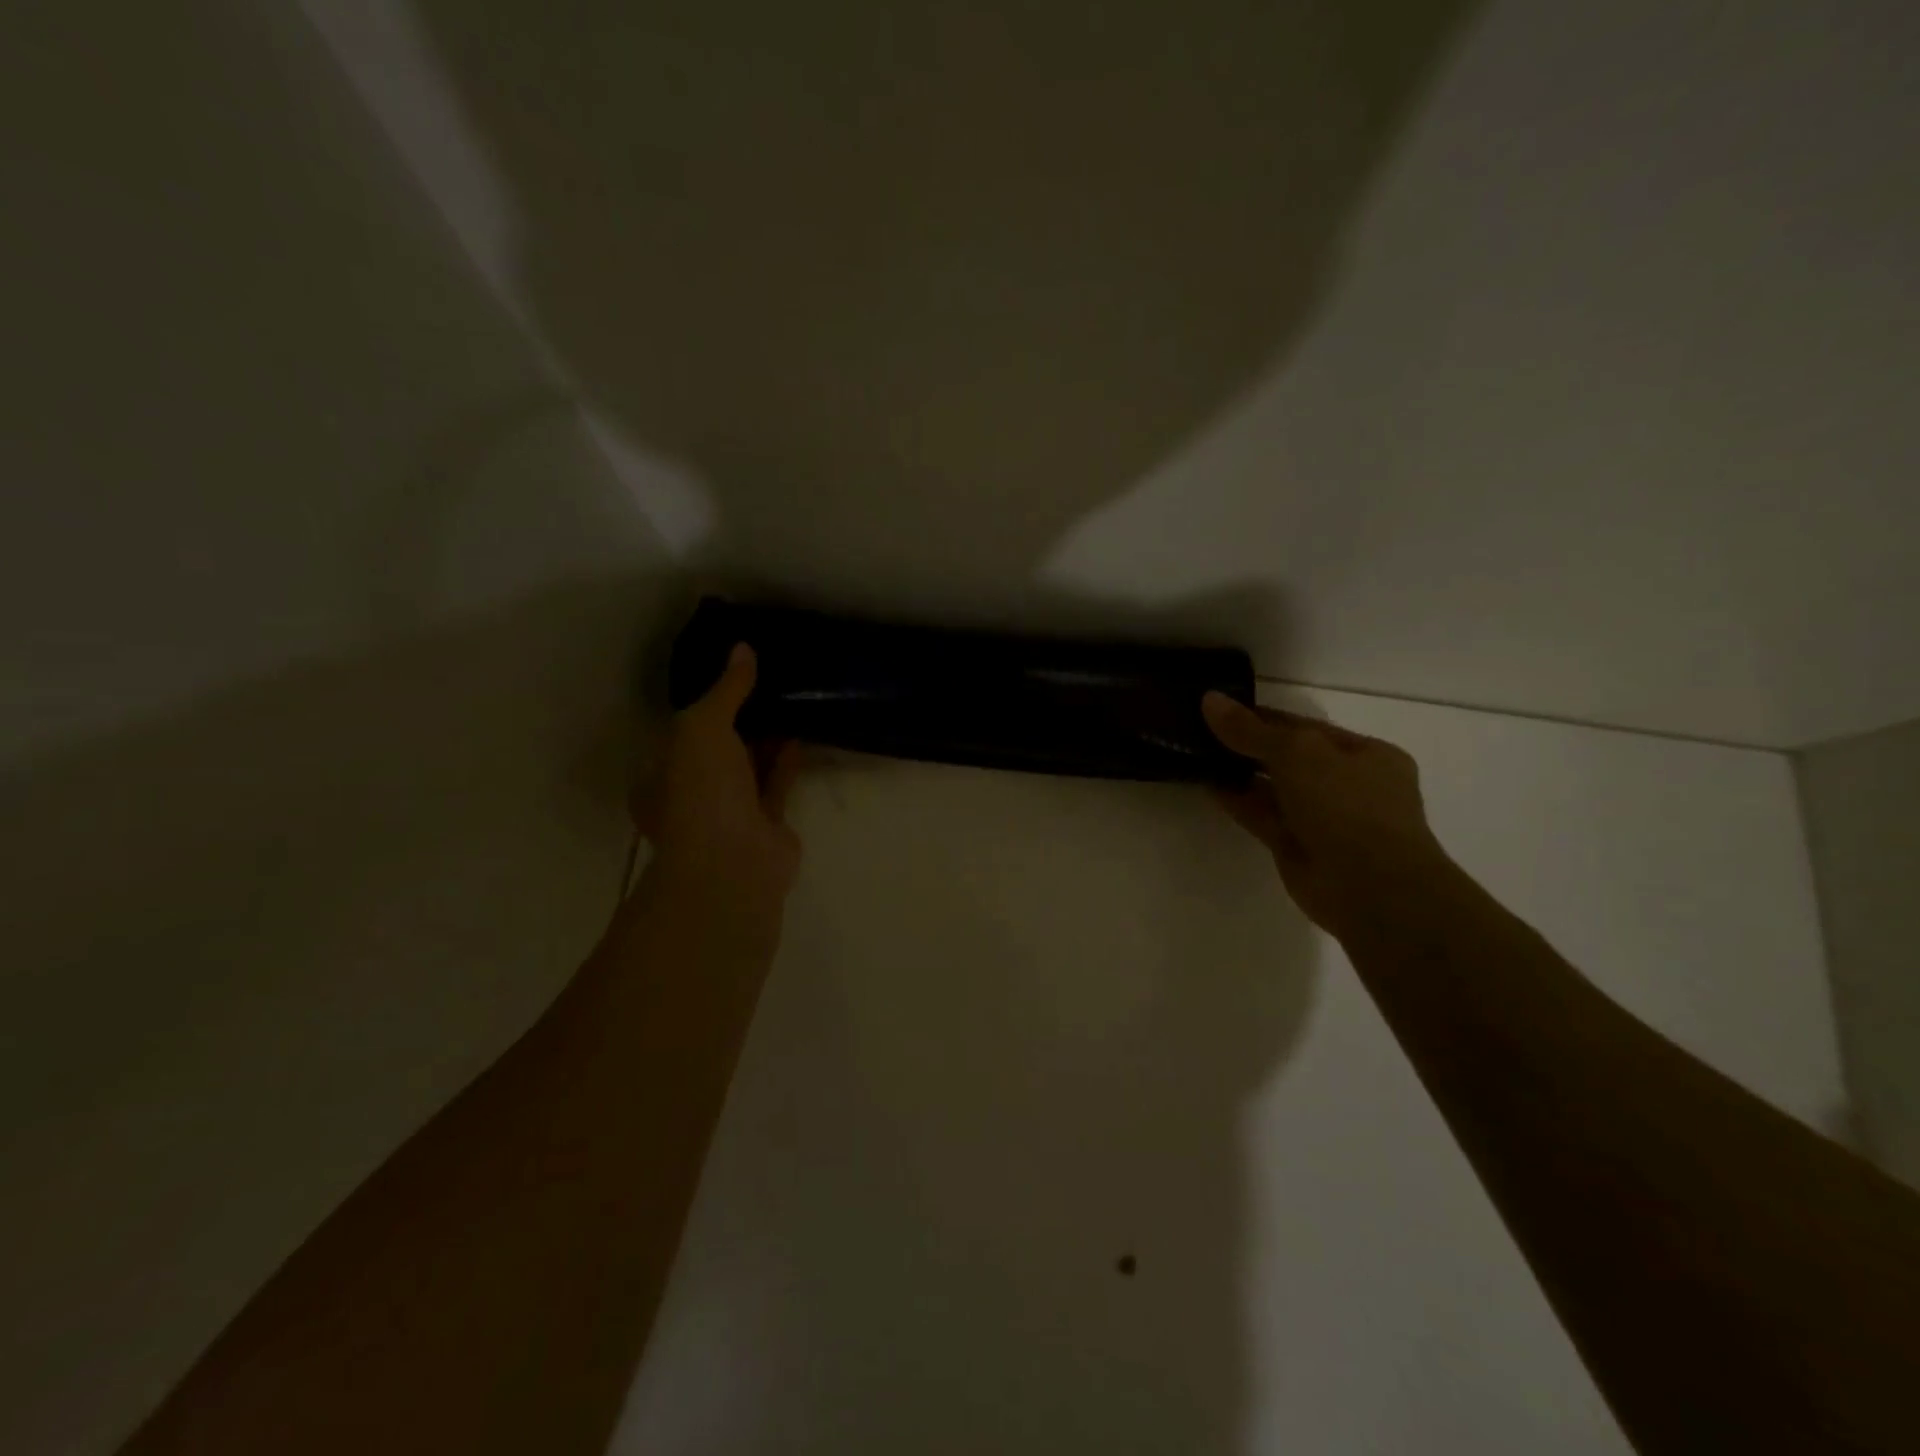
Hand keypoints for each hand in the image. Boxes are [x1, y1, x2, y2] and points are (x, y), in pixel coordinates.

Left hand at [633, 644, 802, 932]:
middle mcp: (692, 793)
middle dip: (739, 717)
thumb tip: (742, 648)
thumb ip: (726, 690)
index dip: (704, 701)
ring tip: (788, 699)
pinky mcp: (766, 823)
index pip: (681, 729)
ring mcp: (730, 811)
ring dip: (765, 737)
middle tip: (766, 680)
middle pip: (717, 747)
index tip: (730, 672)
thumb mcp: (702, 726)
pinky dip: (786, 759)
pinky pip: (776, 783)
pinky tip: (799, 731)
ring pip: (748, 766)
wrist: (733, 863)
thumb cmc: (700, 791)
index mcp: (662, 773)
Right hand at [1202, 693, 1449, 938]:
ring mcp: (1323, 819)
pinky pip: (1263, 816)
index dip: (1264, 716)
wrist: (1371, 888)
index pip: (1306, 727)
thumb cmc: (1347, 805)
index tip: (1221, 707)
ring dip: (1239, 773)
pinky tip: (1208, 784)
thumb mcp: (1298, 752)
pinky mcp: (1297, 848)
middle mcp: (1347, 785)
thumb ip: (1251, 730)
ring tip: (1197, 753)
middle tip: (1201, 729)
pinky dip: (1238, 801)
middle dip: (1249, 744)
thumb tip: (1209, 699)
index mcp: (1366, 755)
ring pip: (1274, 789)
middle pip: (1289, 757)